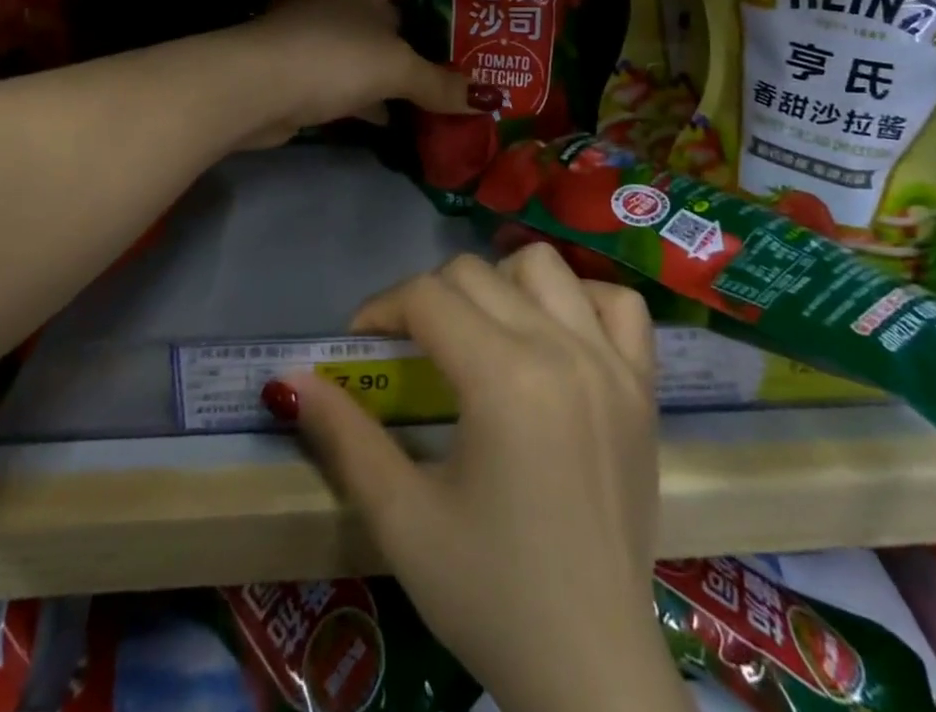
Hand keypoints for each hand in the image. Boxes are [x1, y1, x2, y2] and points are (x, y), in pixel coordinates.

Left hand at [238, 0, 484, 147]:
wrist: (256, 88)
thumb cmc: (335, 55)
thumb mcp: (396, 68)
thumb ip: (440, 83)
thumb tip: (488, 101)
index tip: (470, 24)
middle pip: (389, 14)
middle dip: (420, 40)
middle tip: (462, 63)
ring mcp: (315, 30)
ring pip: (367, 48)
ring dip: (394, 71)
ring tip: (437, 93)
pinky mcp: (301, 66)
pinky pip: (347, 77)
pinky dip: (369, 96)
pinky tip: (394, 119)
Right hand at [277, 246, 690, 711]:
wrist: (592, 670)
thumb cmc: (489, 595)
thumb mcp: (402, 520)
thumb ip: (344, 438)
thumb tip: (290, 379)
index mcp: (503, 378)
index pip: (426, 297)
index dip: (381, 309)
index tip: (363, 344)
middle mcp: (561, 349)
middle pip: (476, 273)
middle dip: (428, 298)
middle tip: (412, 349)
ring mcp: (611, 362)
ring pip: (545, 266)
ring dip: (501, 284)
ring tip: (483, 332)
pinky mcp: (645, 386)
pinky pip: (619, 303)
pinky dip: (583, 301)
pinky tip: (558, 337)